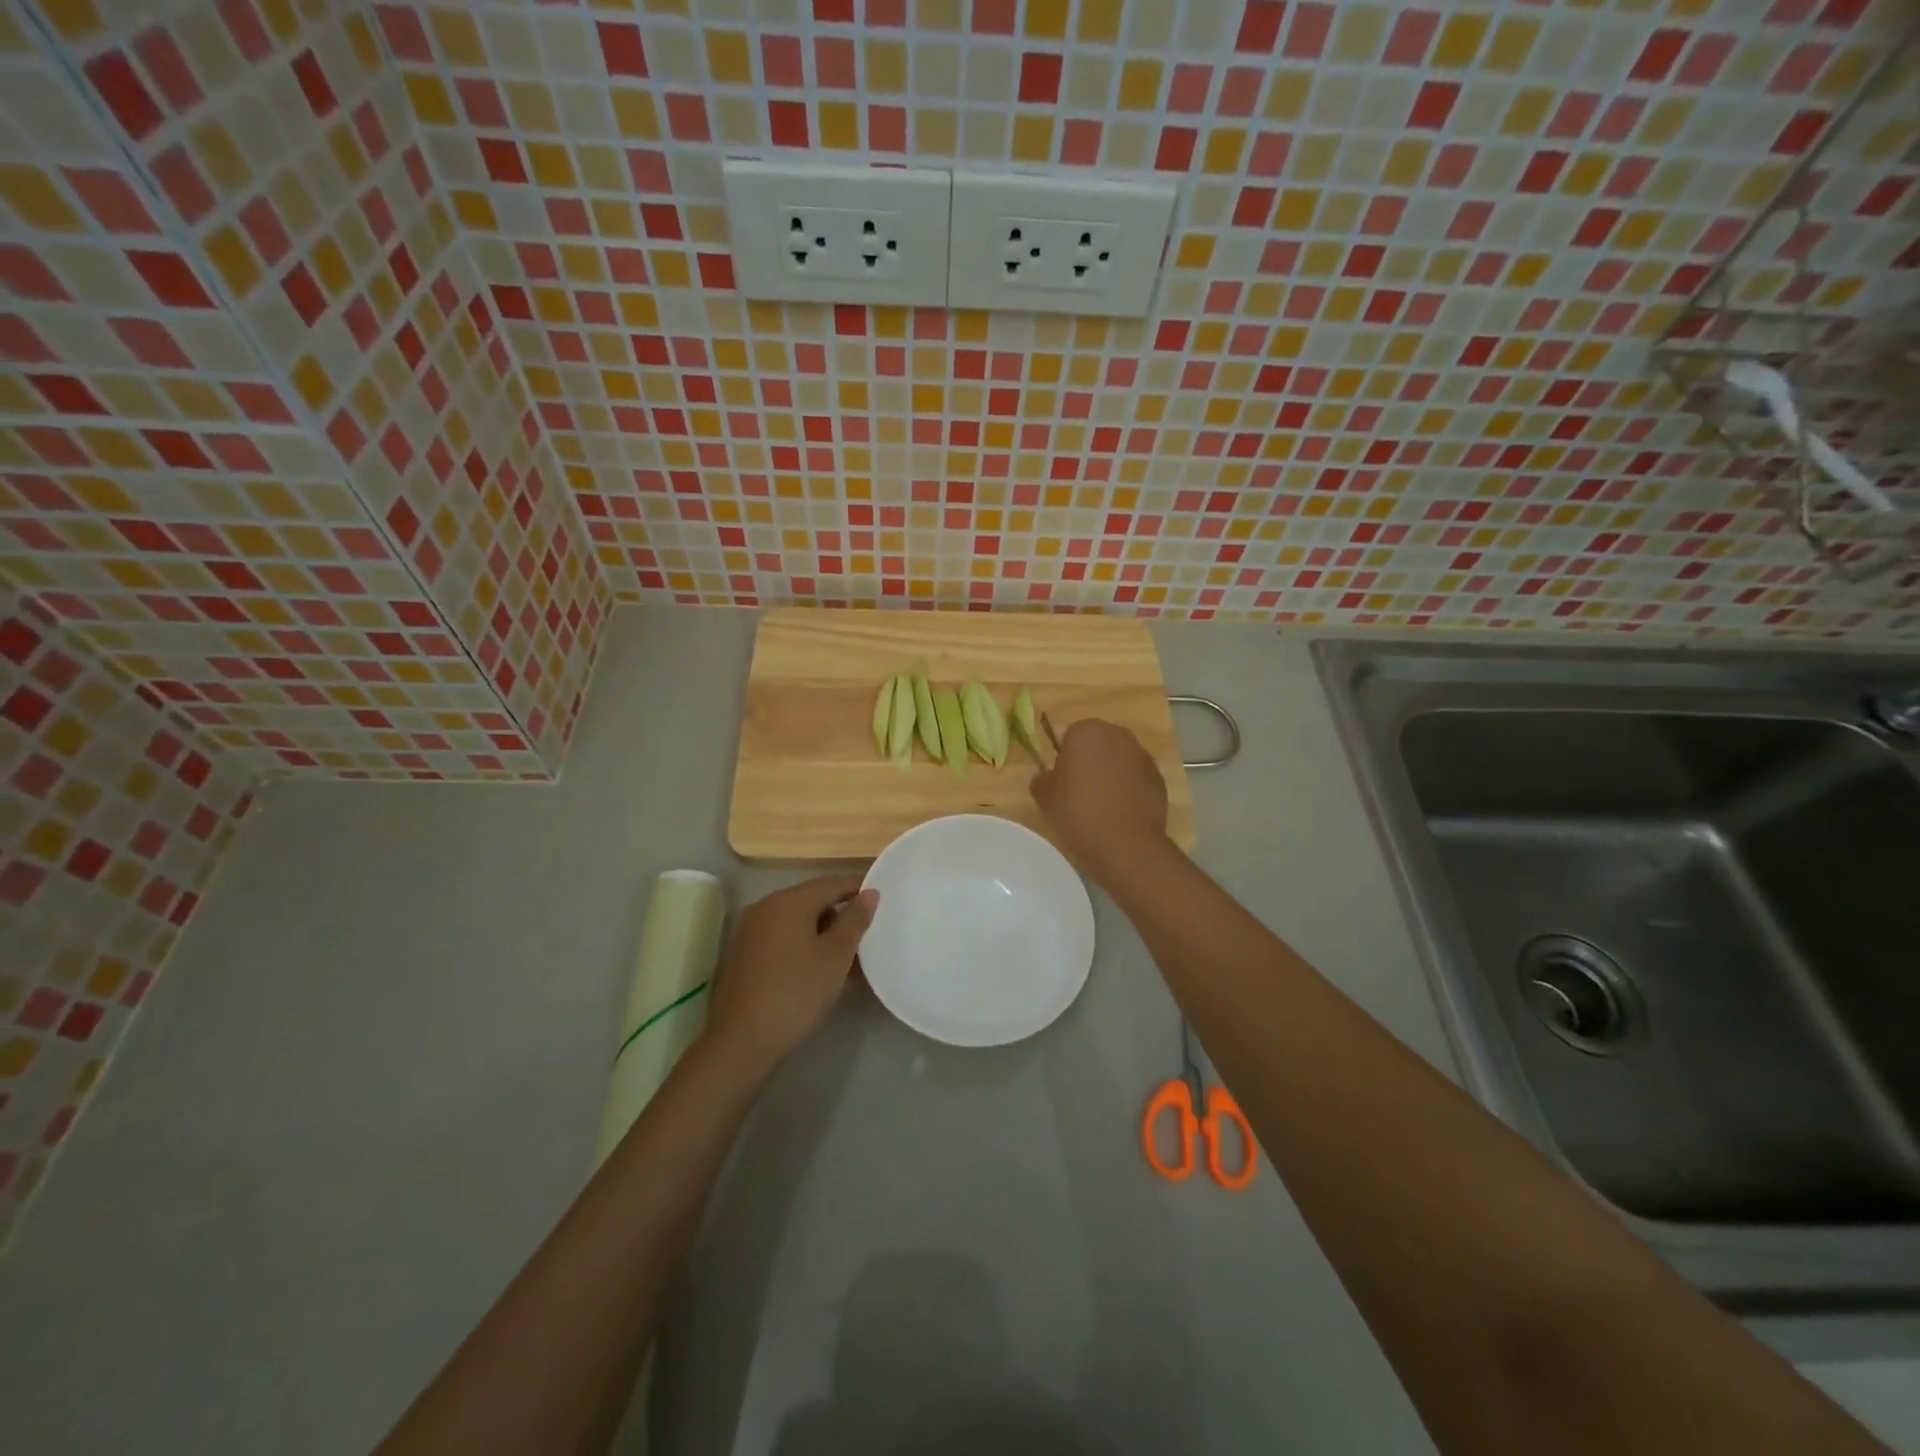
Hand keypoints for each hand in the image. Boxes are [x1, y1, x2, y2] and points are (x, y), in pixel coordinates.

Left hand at [706, 875, 876, 1074]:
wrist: (742, 1042)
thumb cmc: (796, 993)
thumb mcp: (836, 956)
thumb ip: (855, 920)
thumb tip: (869, 893)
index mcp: (788, 901)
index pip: (832, 883)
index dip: (859, 889)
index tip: (883, 900)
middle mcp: (766, 907)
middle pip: (813, 901)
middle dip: (842, 915)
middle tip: (869, 935)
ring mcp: (751, 931)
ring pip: (798, 923)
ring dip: (824, 934)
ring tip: (851, 958)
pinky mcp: (744, 954)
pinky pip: (783, 939)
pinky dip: (804, 946)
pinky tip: (821, 970)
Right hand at [1029, 718, 1169, 885]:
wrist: (1123, 843)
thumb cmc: (1076, 811)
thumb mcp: (1044, 796)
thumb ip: (1042, 779)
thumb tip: (1046, 776)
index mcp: (1087, 730)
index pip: (1072, 736)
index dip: (1066, 757)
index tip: (1063, 781)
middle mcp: (1118, 735)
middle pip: (1100, 744)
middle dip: (1091, 761)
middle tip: (1080, 791)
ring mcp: (1143, 757)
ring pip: (1121, 761)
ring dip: (1112, 775)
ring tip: (1102, 806)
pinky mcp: (1159, 779)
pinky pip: (1137, 780)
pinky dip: (1130, 790)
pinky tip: (1121, 814)